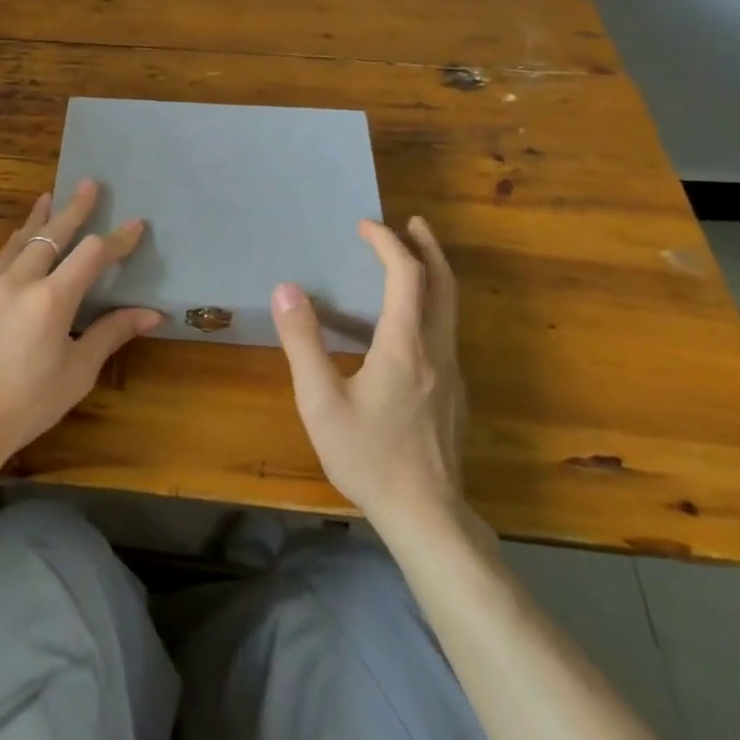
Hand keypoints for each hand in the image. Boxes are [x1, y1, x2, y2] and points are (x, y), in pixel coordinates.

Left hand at [0, 181, 161, 484]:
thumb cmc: (26, 406)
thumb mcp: (76, 373)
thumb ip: (110, 334)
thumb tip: (151, 313)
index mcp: (50, 300)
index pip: (91, 255)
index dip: (117, 239)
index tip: (135, 224)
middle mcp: (16, 282)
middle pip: (51, 234)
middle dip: (73, 208)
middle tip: (88, 184)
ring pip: (16, 243)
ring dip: (37, 221)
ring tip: (47, 198)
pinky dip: (12, 253)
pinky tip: (16, 256)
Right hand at [271, 216, 473, 533]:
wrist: (427, 516)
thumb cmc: (369, 457)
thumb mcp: (321, 401)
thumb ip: (303, 342)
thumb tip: (286, 289)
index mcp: (405, 345)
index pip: (407, 275)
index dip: (388, 243)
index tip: (364, 226)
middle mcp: (436, 350)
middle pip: (444, 284)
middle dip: (428, 248)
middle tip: (411, 223)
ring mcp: (451, 374)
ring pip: (451, 309)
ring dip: (433, 274)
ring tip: (413, 259)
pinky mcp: (454, 394)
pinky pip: (446, 331)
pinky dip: (432, 304)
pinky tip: (410, 321)